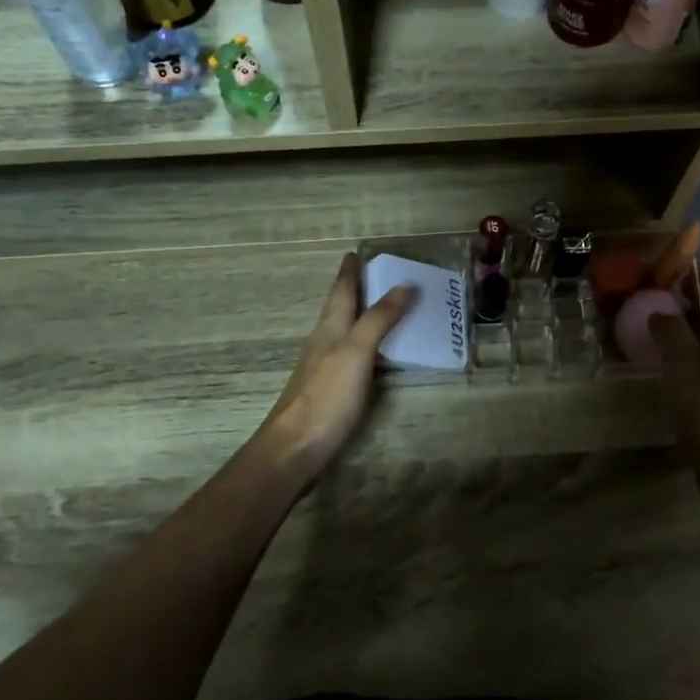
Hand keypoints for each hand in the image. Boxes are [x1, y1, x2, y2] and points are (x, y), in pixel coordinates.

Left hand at [258, 252, 415, 483]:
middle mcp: (324, 342)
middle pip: (340, 308)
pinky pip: (351, 356)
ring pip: (344, 332)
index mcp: (329, 328)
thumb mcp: (356, 351)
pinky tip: (376, 354)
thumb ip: (379, 319)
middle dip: (356, 290)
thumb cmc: (327, 395)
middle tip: (378, 275)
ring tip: (384, 308)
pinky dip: (365, 345)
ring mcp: (324, 368)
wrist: (295, 447)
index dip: (349, 271)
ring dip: (361, 316)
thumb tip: (404, 285)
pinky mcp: (329, 391)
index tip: (356, 252)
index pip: (340, 291)